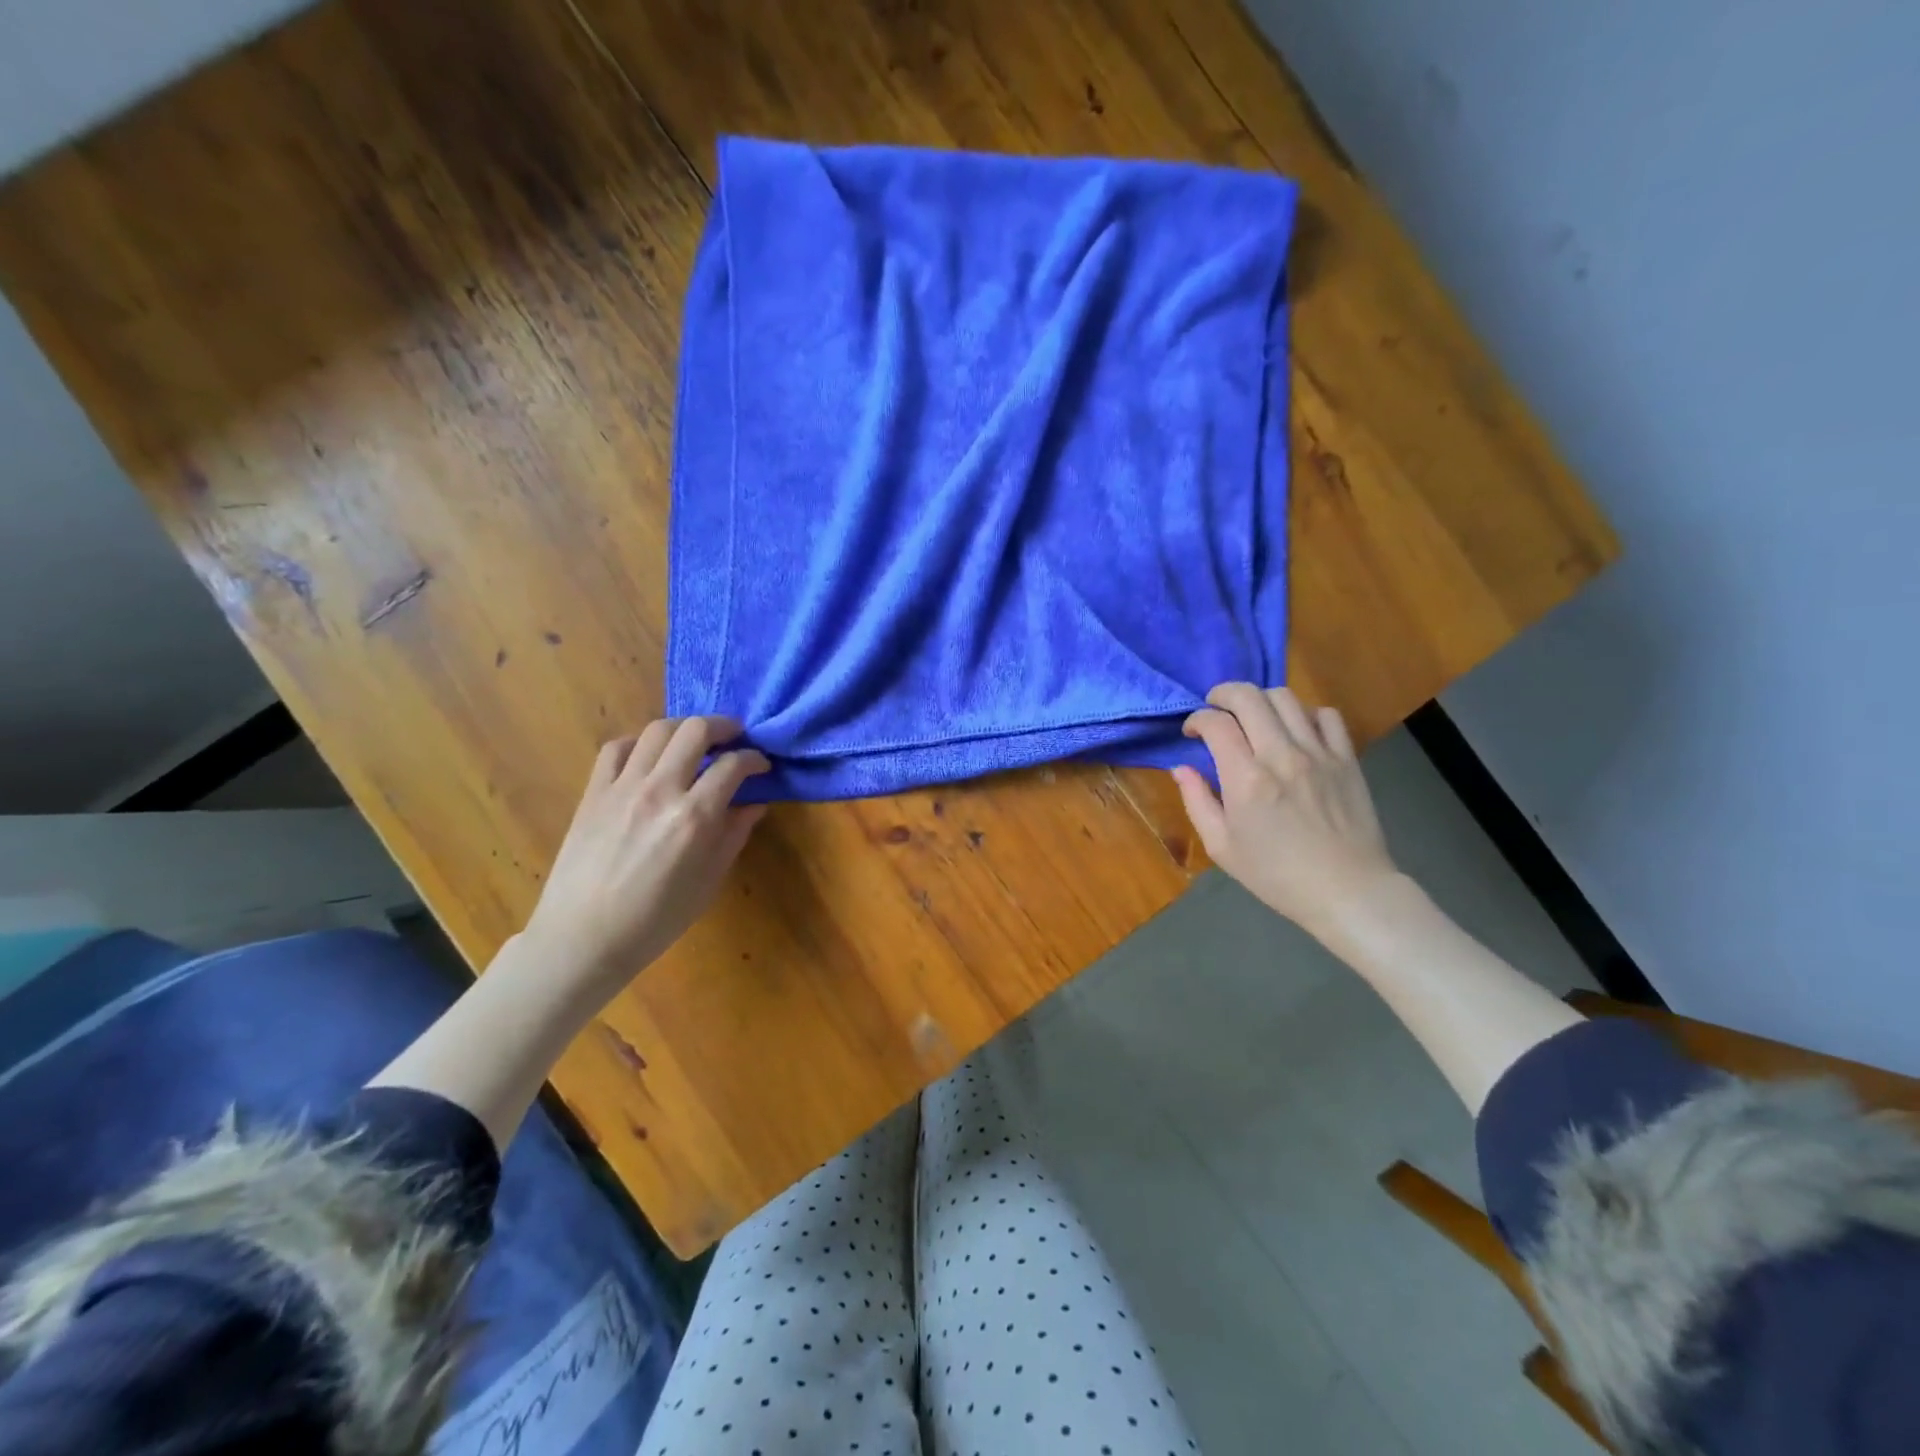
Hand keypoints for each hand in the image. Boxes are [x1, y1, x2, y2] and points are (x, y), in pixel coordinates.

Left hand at [521, 717, 768, 1003]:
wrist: (583, 937)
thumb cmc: (656, 919)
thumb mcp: (709, 882)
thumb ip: (733, 835)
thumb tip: (753, 804)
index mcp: (695, 817)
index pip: (733, 766)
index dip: (754, 759)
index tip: (761, 765)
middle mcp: (661, 790)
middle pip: (696, 730)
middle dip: (724, 726)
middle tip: (734, 737)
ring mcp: (622, 787)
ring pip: (657, 730)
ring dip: (683, 728)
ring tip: (694, 740)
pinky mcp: (594, 792)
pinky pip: (616, 748)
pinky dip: (638, 743)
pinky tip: (648, 757)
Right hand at [1171, 684, 1398, 941]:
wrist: (1347, 891)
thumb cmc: (1276, 875)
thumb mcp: (1222, 847)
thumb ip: (1197, 801)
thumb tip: (1181, 768)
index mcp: (1246, 779)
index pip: (1216, 723)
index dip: (1197, 719)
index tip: (1192, 732)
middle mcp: (1281, 755)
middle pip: (1249, 696)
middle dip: (1224, 694)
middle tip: (1216, 708)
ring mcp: (1318, 753)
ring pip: (1286, 698)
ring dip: (1261, 700)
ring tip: (1253, 717)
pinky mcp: (1346, 758)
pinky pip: (1326, 715)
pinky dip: (1305, 713)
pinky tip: (1295, 730)